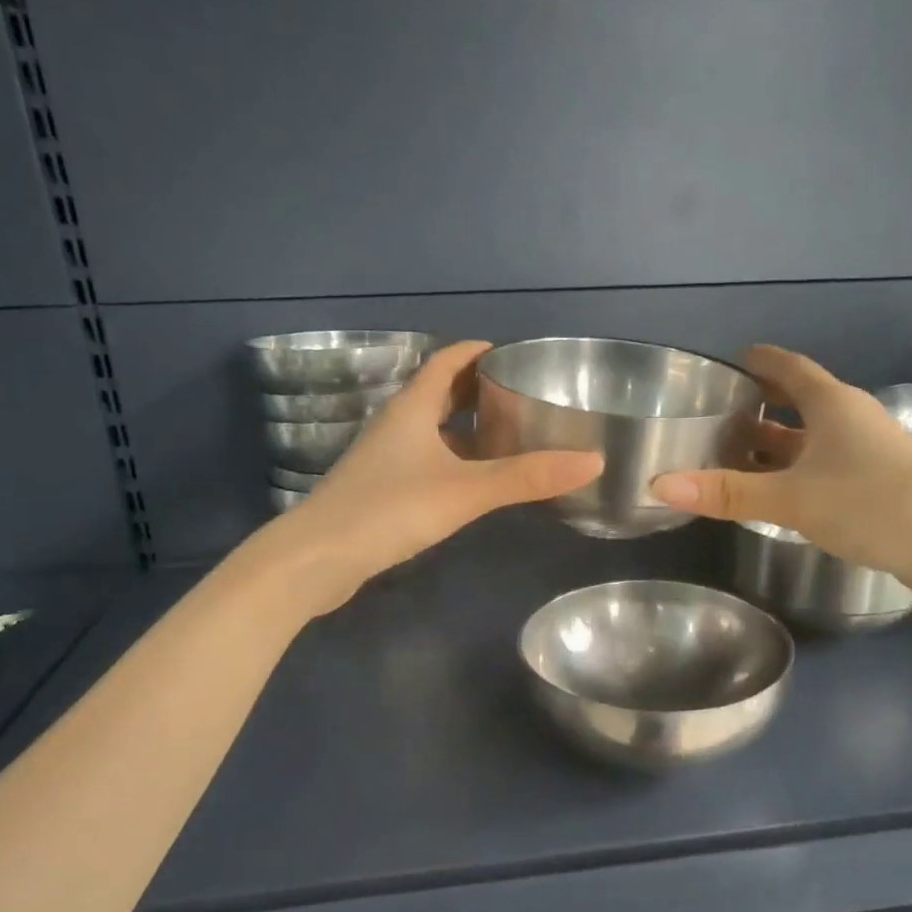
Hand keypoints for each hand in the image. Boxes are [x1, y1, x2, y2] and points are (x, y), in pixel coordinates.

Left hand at [267, 340, 602, 609]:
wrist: (318, 559)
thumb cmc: (389, 509)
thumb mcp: (465, 490)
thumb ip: (526, 477)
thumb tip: (592, 460)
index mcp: (412, 408)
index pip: (446, 363)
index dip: (477, 352)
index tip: (513, 352)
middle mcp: (396, 426)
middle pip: (439, 394)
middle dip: (477, 389)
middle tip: (521, 394)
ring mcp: (385, 459)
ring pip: (431, 430)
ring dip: (465, 428)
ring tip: (508, 434)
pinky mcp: (381, 490)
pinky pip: (425, 461)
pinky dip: (453, 459)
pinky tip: (473, 480)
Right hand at [650, 345, 911, 605]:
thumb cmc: (873, 504)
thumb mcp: (792, 498)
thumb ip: (726, 492)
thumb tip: (657, 484)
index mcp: (833, 405)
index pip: (790, 368)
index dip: (760, 361)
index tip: (731, 361)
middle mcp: (851, 421)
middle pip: (799, 403)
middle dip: (760, 407)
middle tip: (716, 415)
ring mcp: (867, 455)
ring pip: (810, 441)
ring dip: (775, 447)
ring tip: (731, 456)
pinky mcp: (876, 487)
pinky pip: (822, 469)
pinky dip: (793, 474)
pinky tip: (773, 495)